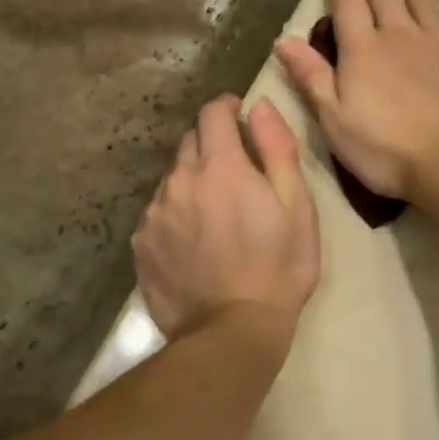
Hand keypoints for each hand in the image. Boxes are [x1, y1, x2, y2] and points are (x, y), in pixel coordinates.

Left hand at [134, 96, 319, 339]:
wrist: (231, 332)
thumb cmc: (278, 267)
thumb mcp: (297, 206)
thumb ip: (277, 149)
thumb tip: (259, 107)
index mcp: (220, 167)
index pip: (212, 113)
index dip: (227, 107)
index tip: (239, 114)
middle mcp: (179, 182)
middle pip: (189, 143)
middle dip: (212, 145)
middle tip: (236, 170)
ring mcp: (154, 215)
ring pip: (172, 179)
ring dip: (193, 181)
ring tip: (216, 212)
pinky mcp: (141, 246)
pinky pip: (158, 213)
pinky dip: (176, 213)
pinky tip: (195, 241)